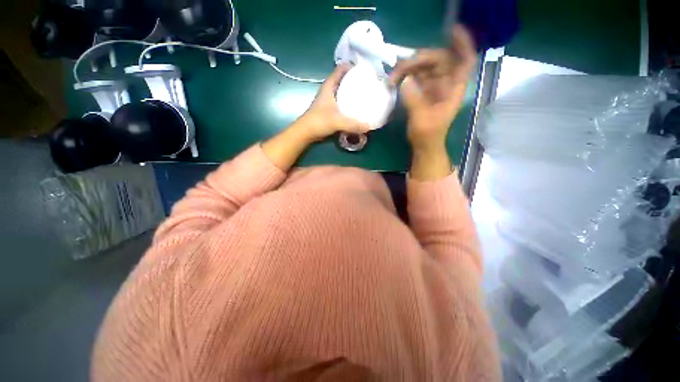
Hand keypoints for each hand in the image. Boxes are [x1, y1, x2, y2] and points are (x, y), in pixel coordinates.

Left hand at [262, 64, 370, 170]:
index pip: (341, 68)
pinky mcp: (330, 111)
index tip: (366, 70)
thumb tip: (369, 126)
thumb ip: (353, 124)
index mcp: (329, 86)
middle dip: (356, 80)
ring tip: (366, 95)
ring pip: (343, 92)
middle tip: (370, 83)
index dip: (352, 66)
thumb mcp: (337, 121)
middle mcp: (329, 91)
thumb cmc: (318, 121)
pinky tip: (358, 109)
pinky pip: (343, 104)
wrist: (305, 133)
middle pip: (344, 80)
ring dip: (353, 93)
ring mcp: (329, 101)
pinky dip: (350, 104)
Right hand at [390, 25, 475, 151]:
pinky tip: (395, 80)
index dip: (462, 43)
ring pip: (424, 68)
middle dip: (419, 59)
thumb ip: (414, 99)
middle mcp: (445, 84)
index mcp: (453, 89)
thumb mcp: (421, 119)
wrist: (424, 145)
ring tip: (392, 77)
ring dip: (408, 68)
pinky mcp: (424, 92)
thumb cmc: (428, 134)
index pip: (465, 60)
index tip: (451, 31)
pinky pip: (416, 77)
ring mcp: (434, 87)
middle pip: (438, 60)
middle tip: (399, 67)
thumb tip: (405, 80)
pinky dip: (406, 76)